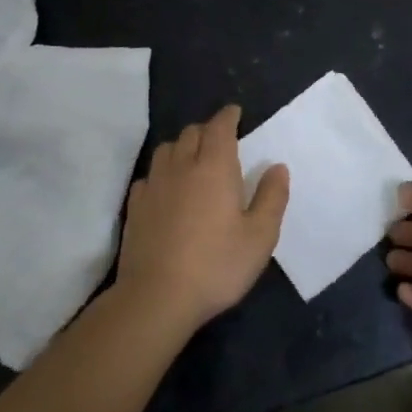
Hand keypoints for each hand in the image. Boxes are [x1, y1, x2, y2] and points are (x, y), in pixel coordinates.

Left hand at [116, 106, 289, 331]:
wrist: (156, 298)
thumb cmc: (216, 265)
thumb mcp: (260, 236)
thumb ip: (272, 197)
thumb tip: (277, 167)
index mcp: (215, 167)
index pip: (219, 127)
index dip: (228, 116)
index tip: (235, 113)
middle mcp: (182, 167)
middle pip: (191, 133)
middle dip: (207, 130)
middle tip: (220, 141)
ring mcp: (154, 186)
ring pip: (167, 149)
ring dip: (182, 147)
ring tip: (193, 160)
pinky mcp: (134, 208)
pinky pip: (149, 176)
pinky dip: (161, 173)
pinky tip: (167, 189)